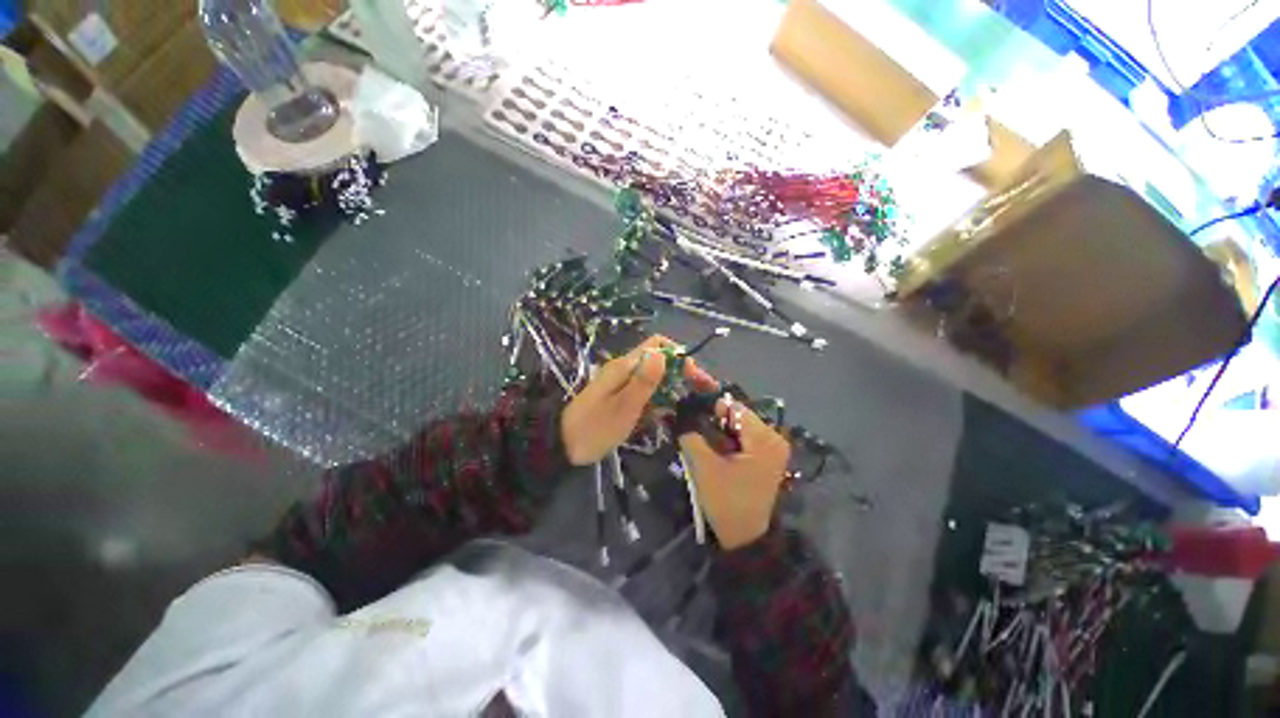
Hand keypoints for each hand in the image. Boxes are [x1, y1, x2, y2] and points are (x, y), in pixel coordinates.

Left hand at [561, 336, 712, 465]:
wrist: (563, 446)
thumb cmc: (595, 427)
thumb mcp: (623, 406)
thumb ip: (644, 381)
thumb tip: (663, 354)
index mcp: (626, 366)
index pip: (657, 344)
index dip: (679, 355)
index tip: (693, 376)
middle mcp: (626, 370)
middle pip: (660, 362)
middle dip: (683, 374)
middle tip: (702, 392)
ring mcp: (624, 385)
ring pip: (656, 379)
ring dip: (673, 389)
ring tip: (689, 405)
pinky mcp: (622, 398)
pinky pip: (646, 394)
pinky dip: (659, 401)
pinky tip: (666, 414)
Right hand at [678, 396, 790, 549]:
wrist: (746, 537)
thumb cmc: (726, 502)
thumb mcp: (704, 467)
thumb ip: (693, 437)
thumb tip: (683, 418)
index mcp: (764, 438)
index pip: (734, 407)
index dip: (711, 405)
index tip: (691, 410)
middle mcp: (774, 438)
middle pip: (739, 415)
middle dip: (716, 419)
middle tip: (697, 429)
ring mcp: (774, 448)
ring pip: (741, 425)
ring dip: (722, 429)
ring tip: (706, 441)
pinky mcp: (769, 457)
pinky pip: (746, 437)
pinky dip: (730, 439)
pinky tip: (718, 450)